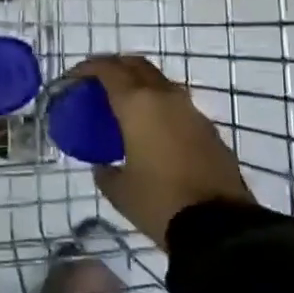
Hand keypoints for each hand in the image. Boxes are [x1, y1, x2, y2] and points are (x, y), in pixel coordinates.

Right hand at [65, 55, 254, 248]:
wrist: (220, 226)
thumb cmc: (159, 202)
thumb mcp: (120, 191)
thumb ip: (105, 172)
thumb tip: (102, 166)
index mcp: (138, 104)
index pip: (108, 70)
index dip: (87, 68)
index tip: (73, 78)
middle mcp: (166, 97)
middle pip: (137, 65)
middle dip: (115, 67)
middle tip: (97, 83)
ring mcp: (192, 111)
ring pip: (160, 83)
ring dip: (140, 85)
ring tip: (124, 107)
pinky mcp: (209, 129)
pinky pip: (177, 106)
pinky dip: (159, 107)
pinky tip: (152, 131)